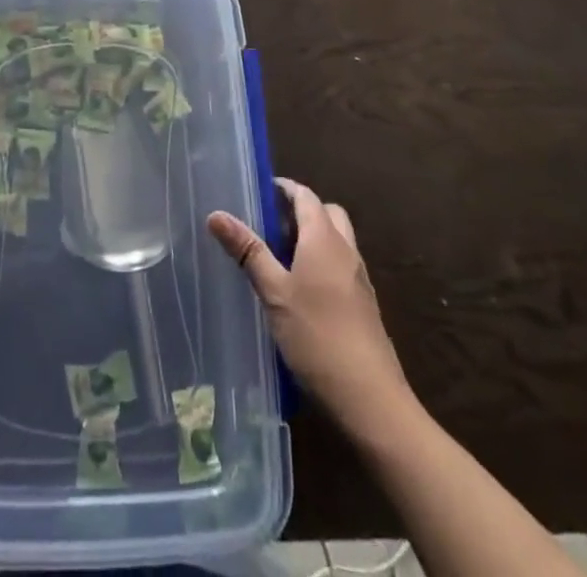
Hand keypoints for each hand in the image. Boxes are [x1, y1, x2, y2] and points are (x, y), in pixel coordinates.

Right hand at [208, 179, 409, 434]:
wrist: (370, 398)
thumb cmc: (317, 336)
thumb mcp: (274, 292)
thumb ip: (248, 251)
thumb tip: (216, 214)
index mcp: (324, 238)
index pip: (305, 196)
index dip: (283, 189)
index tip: (258, 192)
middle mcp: (346, 250)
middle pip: (326, 213)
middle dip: (301, 212)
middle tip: (270, 225)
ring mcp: (359, 278)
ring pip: (337, 240)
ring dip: (312, 238)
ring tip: (279, 257)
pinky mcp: (364, 304)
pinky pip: (341, 266)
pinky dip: (322, 263)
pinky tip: (300, 291)